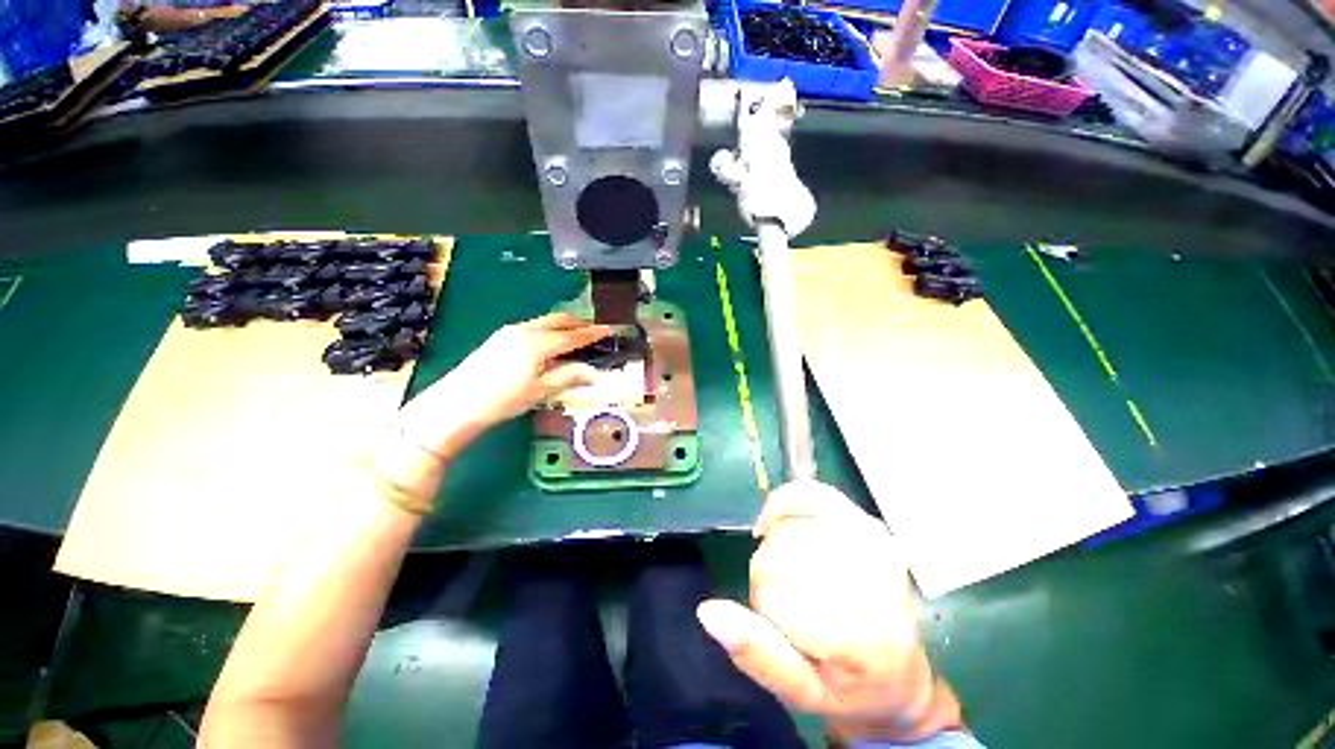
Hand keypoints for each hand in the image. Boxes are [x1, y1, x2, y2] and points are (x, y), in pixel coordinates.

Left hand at [397, 313, 609, 457]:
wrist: (456, 404)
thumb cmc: (503, 400)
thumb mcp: (540, 391)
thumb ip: (567, 376)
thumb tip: (591, 372)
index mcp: (537, 343)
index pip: (572, 336)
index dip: (591, 334)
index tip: (607, 330)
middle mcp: (524, 331)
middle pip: (557, 320)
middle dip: (577, 323)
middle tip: (593, 329)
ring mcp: (508, 332)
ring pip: (543, 322)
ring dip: (561, 325)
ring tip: (575, 334)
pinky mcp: (499, 338)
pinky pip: (531, 327)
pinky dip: (546, 330)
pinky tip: (550, 341)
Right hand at [696, 481, 962, 743]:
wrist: (901, 674)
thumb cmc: (850, 689)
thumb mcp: (801, 693)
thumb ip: (756, 655)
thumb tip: (708, 613)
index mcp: (862, 636)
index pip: (772, 593)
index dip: (762, 607)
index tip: (780, 626)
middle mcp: (874, 582)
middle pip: (779, 555)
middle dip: (767, 577)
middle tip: (787, 602)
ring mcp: (873, 544)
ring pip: (787, 527)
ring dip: (774, 546)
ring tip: (789, 570)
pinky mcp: (866, 520)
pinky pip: (809, 493)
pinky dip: (783, 504)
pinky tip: (777, 523)